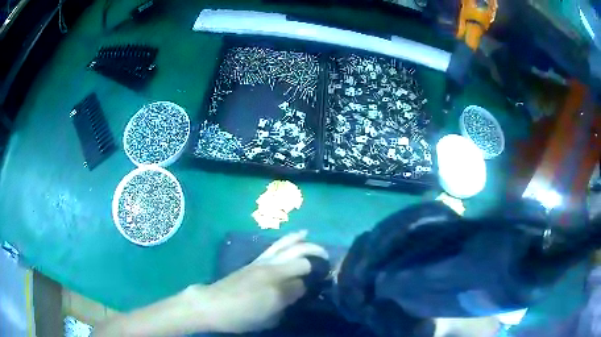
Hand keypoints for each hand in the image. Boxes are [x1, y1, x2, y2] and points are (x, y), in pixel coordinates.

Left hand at [191, 230, 327, 333]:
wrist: (213, 305)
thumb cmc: (242, 316)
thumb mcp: (269, 318)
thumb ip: (288, 301)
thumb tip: (300, 288)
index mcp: (277, 286)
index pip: (304, 277)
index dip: (314, 279)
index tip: (321, 283)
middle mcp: (273, 269)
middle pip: (300, 255)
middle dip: (316, 254)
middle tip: (327, 260)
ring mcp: (263, 262)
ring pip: (287, 245)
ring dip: (303, 241)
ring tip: (314, 238)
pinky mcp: (256, 260)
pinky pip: (276, 245)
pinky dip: (289, 239)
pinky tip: (297, 236)